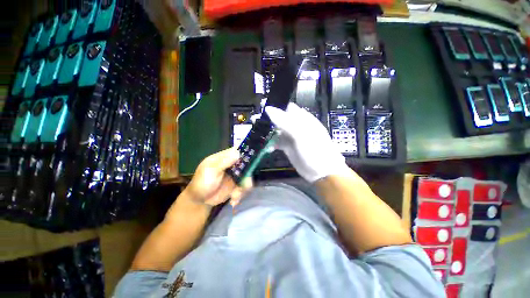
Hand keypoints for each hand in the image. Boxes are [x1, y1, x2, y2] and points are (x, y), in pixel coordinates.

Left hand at [185, 148, 252, 206]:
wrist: (200, 201)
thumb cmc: (202, 182)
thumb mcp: (211, 171)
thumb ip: (223, 162)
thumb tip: (237, 152)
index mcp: (224, 157)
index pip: (238, 150)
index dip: (246, 153)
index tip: (252, 159)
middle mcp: (232, 164)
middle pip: (247, 164)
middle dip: (246, 176)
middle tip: (244, 185)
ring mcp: (236, 174)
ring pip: (247, 177)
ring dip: (243, 188)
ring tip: (235, 196)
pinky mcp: (237, 184)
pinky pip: (245, 187)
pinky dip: (241, 194)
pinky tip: (233, 200)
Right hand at [265, 103, 349, 182]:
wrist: (321, 171)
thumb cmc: (314, 150)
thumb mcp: (300, 134)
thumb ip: (285, 121)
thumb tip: (268, 109)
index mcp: (302, 119)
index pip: (287, 108)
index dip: (276, 108)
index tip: (262, 111)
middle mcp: (296, 126)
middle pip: (280, 119)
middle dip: (269, 120)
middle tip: (257, 123)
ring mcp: (292, 137)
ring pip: (278, 131)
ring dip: (269, 132)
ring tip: (259, 134)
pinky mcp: (288, 147)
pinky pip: (278, 142)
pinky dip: (272, 143)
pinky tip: (267, 146)